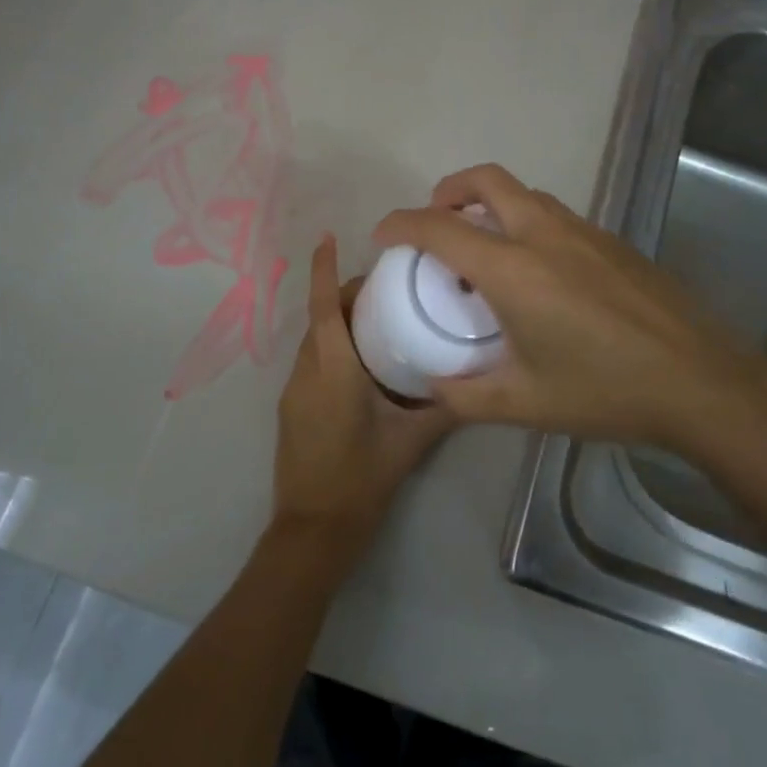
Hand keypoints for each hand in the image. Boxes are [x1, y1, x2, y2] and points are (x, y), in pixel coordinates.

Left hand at [270, 235, 456, 564]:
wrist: (313, 530)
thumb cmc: (361, 480)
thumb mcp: (410, 442)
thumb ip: (444, 408)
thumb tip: (475, 382)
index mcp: (333, 370)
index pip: (323, 307)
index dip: (323, 269)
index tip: (327, 237)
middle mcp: (306, 372)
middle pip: (319, 318)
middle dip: (342, 294)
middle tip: (385, 289)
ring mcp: (293, 391)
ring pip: (313, 340)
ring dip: (336, 322)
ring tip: (378, 320)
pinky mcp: (291, 409)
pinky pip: (310, 362)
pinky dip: (330, 348)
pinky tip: (361, 363)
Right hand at [373, 164, 766, 455]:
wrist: (701, 382)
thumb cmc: (606, 391)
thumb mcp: (524, 403)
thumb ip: (466, 394)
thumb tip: (433, 386)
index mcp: (513, 270)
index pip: (440, 228)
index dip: (401, 224)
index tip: (383, 235)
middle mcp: (545, 235)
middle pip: (486, 180)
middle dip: (448, 189)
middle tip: (435, 223)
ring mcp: (584, 232)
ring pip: (524, 193)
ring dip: (490, 203)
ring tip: (482, 246)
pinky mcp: (612, 242)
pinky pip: (554, 214)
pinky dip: (525, 220)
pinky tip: (536, 270)